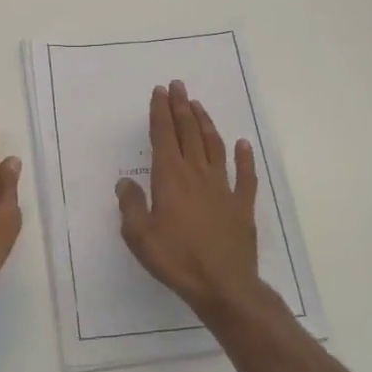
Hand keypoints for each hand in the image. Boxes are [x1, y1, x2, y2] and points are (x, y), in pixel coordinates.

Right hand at [117, 82, 265, 316]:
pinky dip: (244, 157)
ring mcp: (223, 187)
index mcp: (170, 178)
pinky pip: (245, 175)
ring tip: (198, 106)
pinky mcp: (242, 204)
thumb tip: (126, 183)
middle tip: (178, 86)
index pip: (163, 136)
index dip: (160, 112)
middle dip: (181, 107)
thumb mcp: (140, 236)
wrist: (224, 285)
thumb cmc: (176, 259)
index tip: (160, 92)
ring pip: (214, 146)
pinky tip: (242, 144)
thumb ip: (131, 206)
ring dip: (206, 123)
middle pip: (188, 133)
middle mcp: (197, 174)